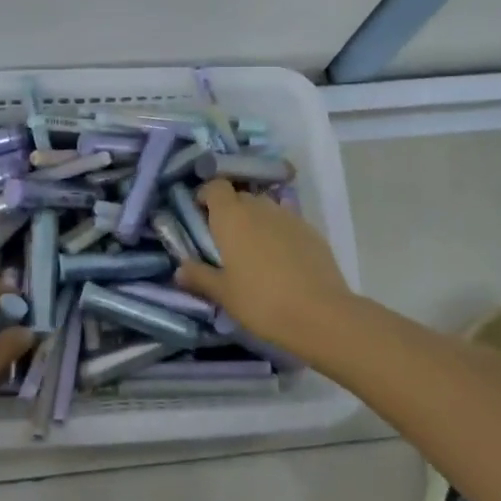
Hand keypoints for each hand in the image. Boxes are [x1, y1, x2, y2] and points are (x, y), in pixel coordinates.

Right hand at [175, 180, 354, 355]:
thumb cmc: (261, 301)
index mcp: (231, 216)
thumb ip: (199, 276)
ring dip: (255, 221)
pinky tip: (280, 260)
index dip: (207, 195)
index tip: (200, 215)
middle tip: (224, 239)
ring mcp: (288, 216)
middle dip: (230, 211)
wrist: (320, 314)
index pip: (215, 186)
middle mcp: (259, 208)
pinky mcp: (311, 231)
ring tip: (253, 250)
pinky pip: (286, 223)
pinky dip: (278, 233)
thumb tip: (180, 269)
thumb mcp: (223, 293)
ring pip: (265, 208)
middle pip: (240, 196)